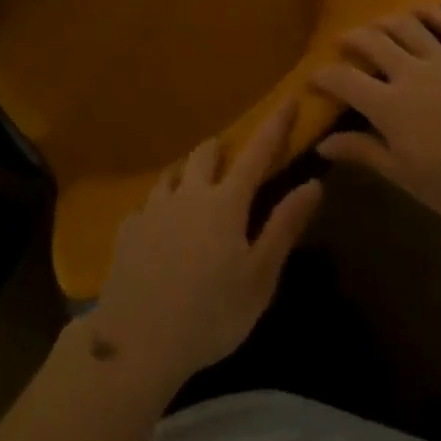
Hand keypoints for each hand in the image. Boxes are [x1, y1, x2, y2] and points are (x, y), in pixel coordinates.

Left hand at [89, 105, 321, 392]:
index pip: (257, 152)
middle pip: (205, 154)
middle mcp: (188, 193)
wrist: (137, 343)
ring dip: (188, 174)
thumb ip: (284, 226)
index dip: (275, 124)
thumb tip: (313, 183)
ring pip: (172, 174)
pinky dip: (160, 208)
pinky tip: (160, 231)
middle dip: (221, 150)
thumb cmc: (211, 314)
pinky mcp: (127, 229)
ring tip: (193, 191)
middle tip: (230, 162)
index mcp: (226, 203)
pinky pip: (147, 205)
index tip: (288, 97)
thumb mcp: (259, 277)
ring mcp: (153, 208)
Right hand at [311, 6, 440, 226]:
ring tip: (377, 25)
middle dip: (351, 38)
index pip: (345, 80)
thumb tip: (323, 142)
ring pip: (407, 25)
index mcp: (390, 106)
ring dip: (385, 20)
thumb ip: (365, 153)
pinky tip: (421, 12)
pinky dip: (432, 12)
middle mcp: (411, 72)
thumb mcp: (407, 177)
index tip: (312, 78)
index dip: (324, 76)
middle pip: (372, 42)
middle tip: (343, 43)